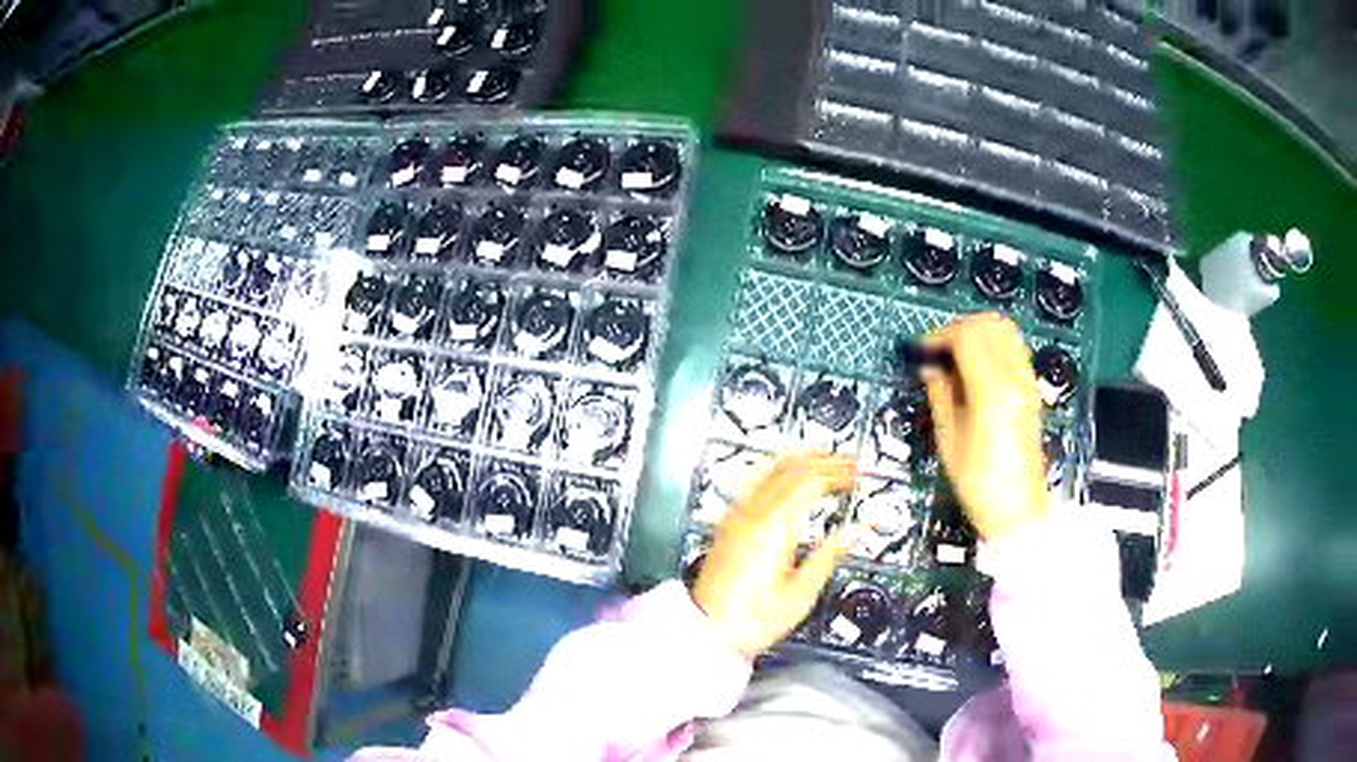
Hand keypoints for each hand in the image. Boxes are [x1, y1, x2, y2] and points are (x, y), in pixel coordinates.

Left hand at [692, 453, 856, 659]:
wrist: (708, 630)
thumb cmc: (751, 620)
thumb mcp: (799, 595)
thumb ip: (827, 557)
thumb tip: (852, 533)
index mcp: (772, 529)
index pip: (809, 480)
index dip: (836, 471)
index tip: (856, 472)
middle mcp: (751, 515)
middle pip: (790, 468)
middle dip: (823, 460)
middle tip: (848, 463)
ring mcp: (736, 517)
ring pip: (770, 469)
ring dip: (801, 460)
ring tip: (824, 460)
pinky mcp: (728, 524)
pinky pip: (756, 483)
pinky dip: (779, 472)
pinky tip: (789, 477)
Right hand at [923, 313, 1049, 540]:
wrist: (1018, 509)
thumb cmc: (980, 484)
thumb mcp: (949, 442)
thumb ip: (940, 396)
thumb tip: (930, 370)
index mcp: (992, 391)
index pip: (967, 336)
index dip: (940, 335)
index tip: (923, 349)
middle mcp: (1015, 379)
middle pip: (989, 324)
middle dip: (959, 327)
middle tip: (939, 348)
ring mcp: (1027, 383)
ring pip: (1006, 330)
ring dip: (978, 332)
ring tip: (957, 354)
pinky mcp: (1031, 390)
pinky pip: (1014, 349)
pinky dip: (993, 345)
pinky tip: (976, 367)